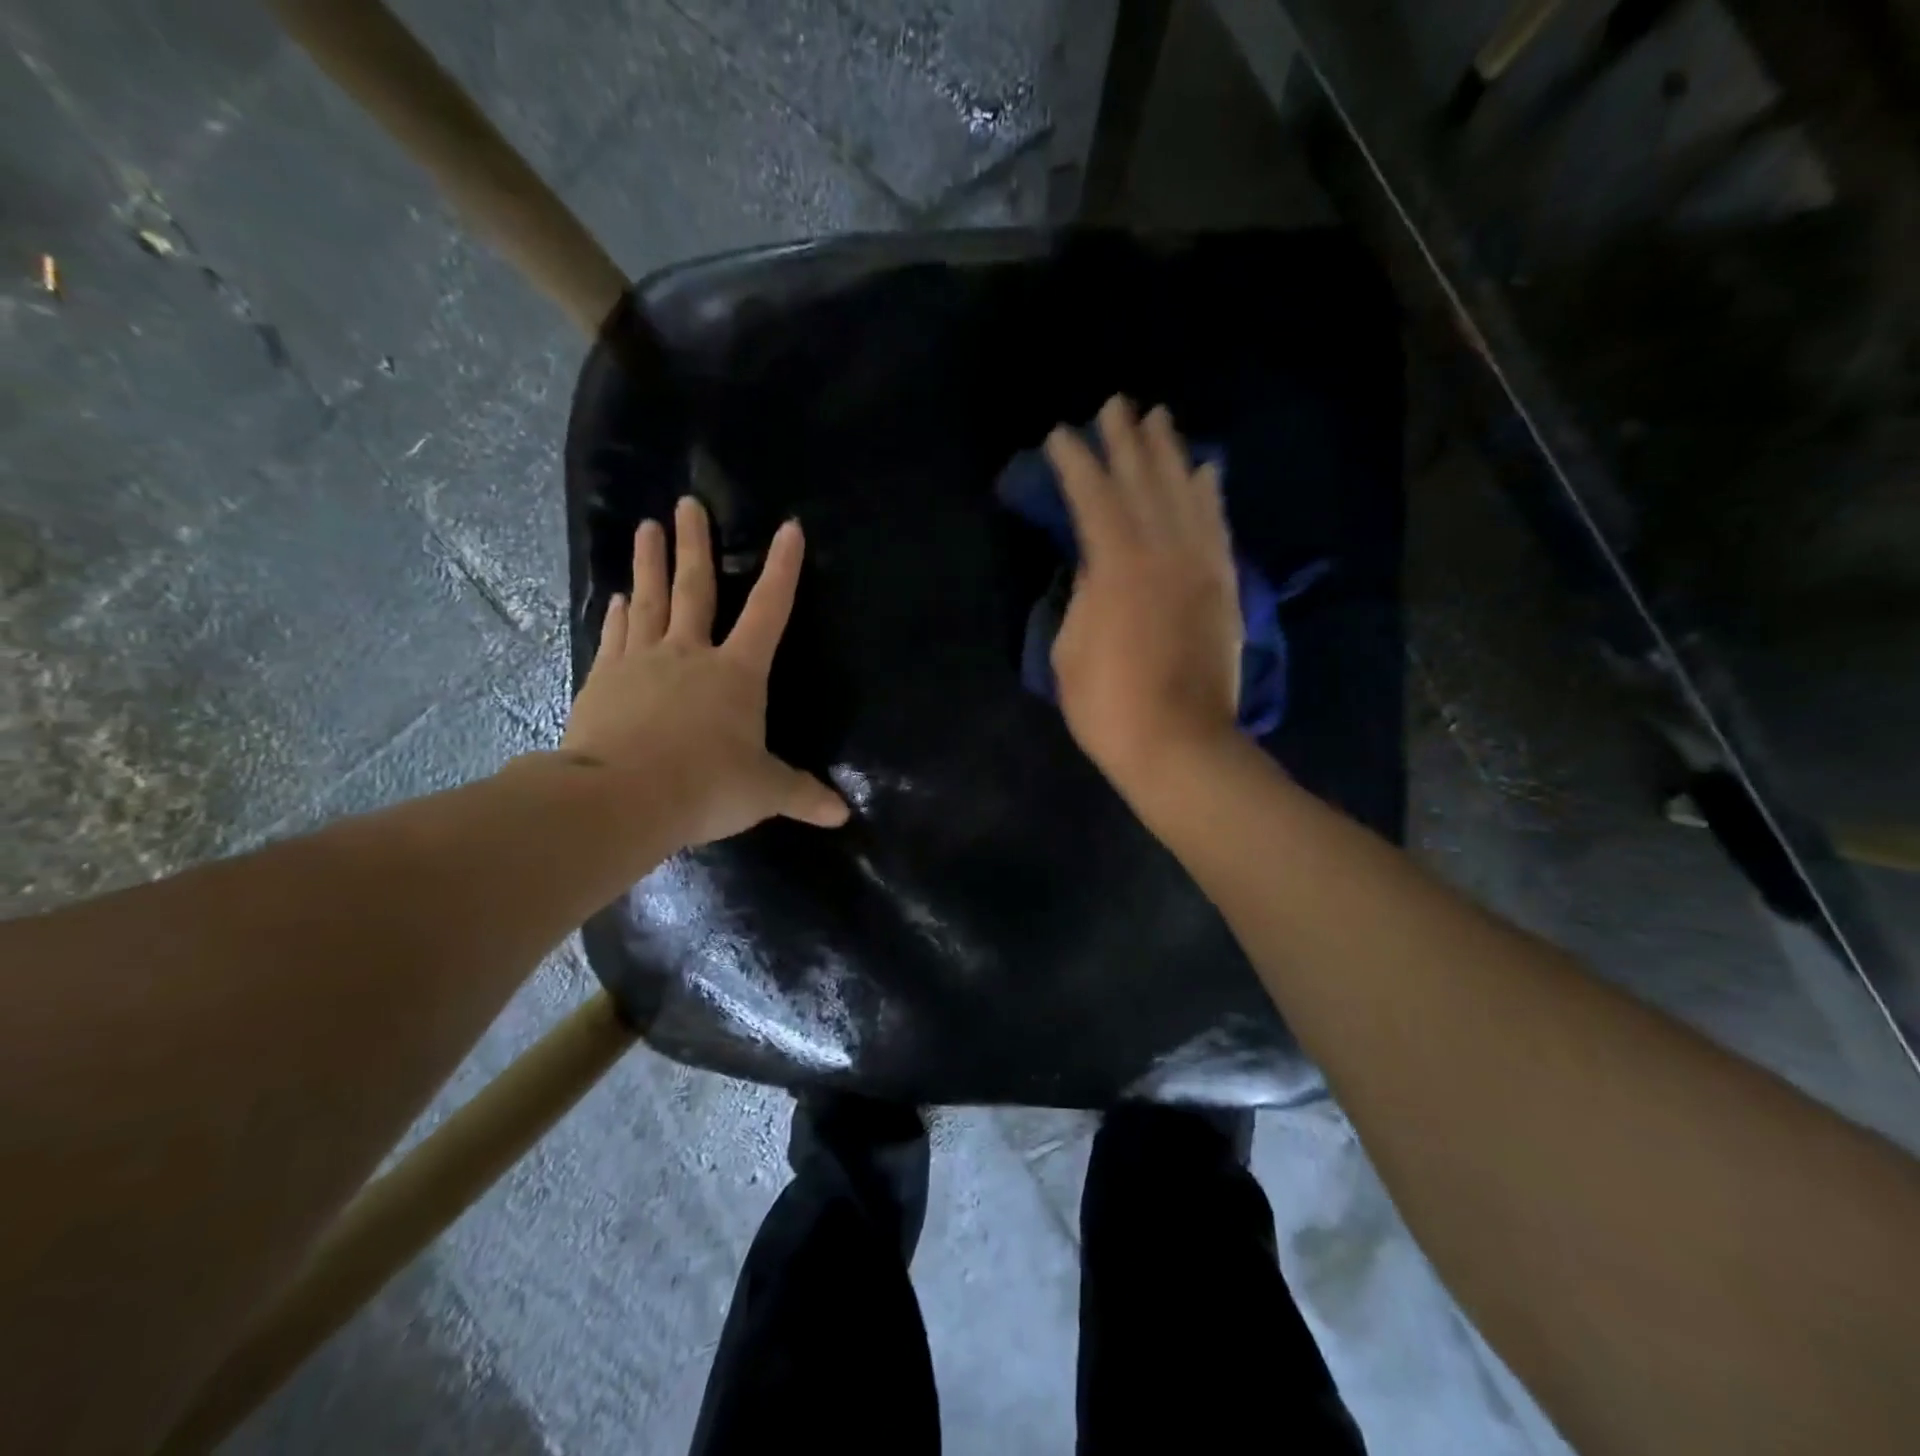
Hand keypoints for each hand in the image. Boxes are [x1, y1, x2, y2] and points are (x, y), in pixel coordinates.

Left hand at [559, 497, 848, 848]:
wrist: (621, 798)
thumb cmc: (706, 786)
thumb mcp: (764, 793)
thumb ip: (802, 795)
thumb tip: (843, 815)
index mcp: (736, 674)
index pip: (769, 612)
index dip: (783, 570)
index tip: (789, 528)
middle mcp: (690, 655)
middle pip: (695, 589)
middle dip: (694, 545)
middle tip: (687, 504)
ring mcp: (641, 662)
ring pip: (649, 601)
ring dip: (649, 564)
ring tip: (647, 528)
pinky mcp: (604, 681)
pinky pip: (616, 636)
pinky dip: (620, 614)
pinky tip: (619, 598)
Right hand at [1046, 396, 1241, 797]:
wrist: (1179, 744)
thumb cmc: (1108, 705)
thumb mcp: (1070, 648)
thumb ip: (1082, 593)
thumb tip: (1095, 561)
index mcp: (1117, 566)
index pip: (1093, 497)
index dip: (1074, 463)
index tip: (1060, 435)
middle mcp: (1164, 551)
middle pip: (1143, 481)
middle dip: (1126, 440)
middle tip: (1115, 405)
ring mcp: (1201, 566)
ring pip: (1186, 493)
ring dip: (1169, 453)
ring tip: (1158, 419)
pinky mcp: (1224, 586)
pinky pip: (1218, 526)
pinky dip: (1210, 494)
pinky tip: (1205, 471)